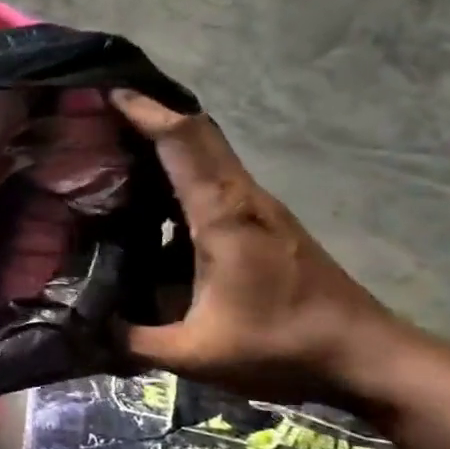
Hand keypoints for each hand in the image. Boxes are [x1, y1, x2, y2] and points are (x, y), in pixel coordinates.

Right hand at [111, 91, 403, 404]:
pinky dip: (181, 177)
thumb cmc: (281, 346)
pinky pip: (216, 183)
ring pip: (209, 157)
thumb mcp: (196, 355)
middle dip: (153, 116)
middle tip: (104, 115)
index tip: (109, 93)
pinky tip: (153, 207)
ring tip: (117, 154)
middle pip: (198, 135)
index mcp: (222, 215)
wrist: (365, 355)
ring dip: (168, 145)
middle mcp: (242, 198)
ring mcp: (259, 209)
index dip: (146, 112)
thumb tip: (84, 327)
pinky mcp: (266, 225)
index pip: (183, 142)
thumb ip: (133, 342)